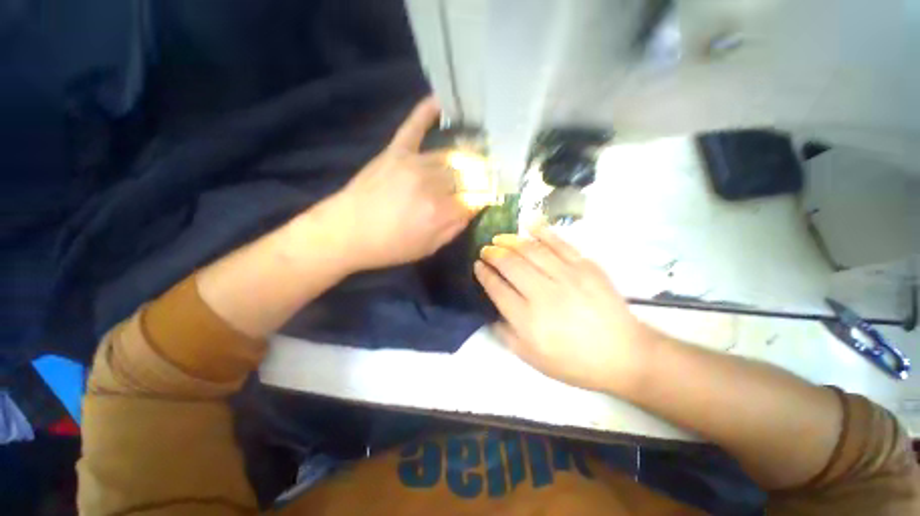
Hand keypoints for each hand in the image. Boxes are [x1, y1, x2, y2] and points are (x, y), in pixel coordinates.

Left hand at [320, 97, 474, 271]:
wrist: (345, 233)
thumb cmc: (389, 247)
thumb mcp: (428, 248)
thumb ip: (454, 229)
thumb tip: (472, 210)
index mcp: (440, 212)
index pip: (476, 197)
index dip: (485, 196)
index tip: (489, 196)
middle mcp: (432, 184)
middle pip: (466, 174)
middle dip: (479, 177)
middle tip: (483, 178)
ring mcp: (413, 163)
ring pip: (449, 155)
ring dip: (465, 157)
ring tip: (474, 156)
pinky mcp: (395, 152)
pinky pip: (414, 127)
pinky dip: (426, 112)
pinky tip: (440, 102)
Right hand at [474, 226, 658, 393]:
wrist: (623, 354)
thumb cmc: (574, 361)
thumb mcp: (532, 358)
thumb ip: (505, 334)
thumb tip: (491, 310)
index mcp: (528, 320)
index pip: (497, 288)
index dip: (484, 274)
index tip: (477, 265)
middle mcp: (543, 294)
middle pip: (510, 264)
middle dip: (493, 254)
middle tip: (485, 250)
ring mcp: (567, 276)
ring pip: (531, 250)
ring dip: (510, 241)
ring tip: (499, 238)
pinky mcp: (586, 266)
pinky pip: (560, 243)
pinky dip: (542, 231)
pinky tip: (529, 224)